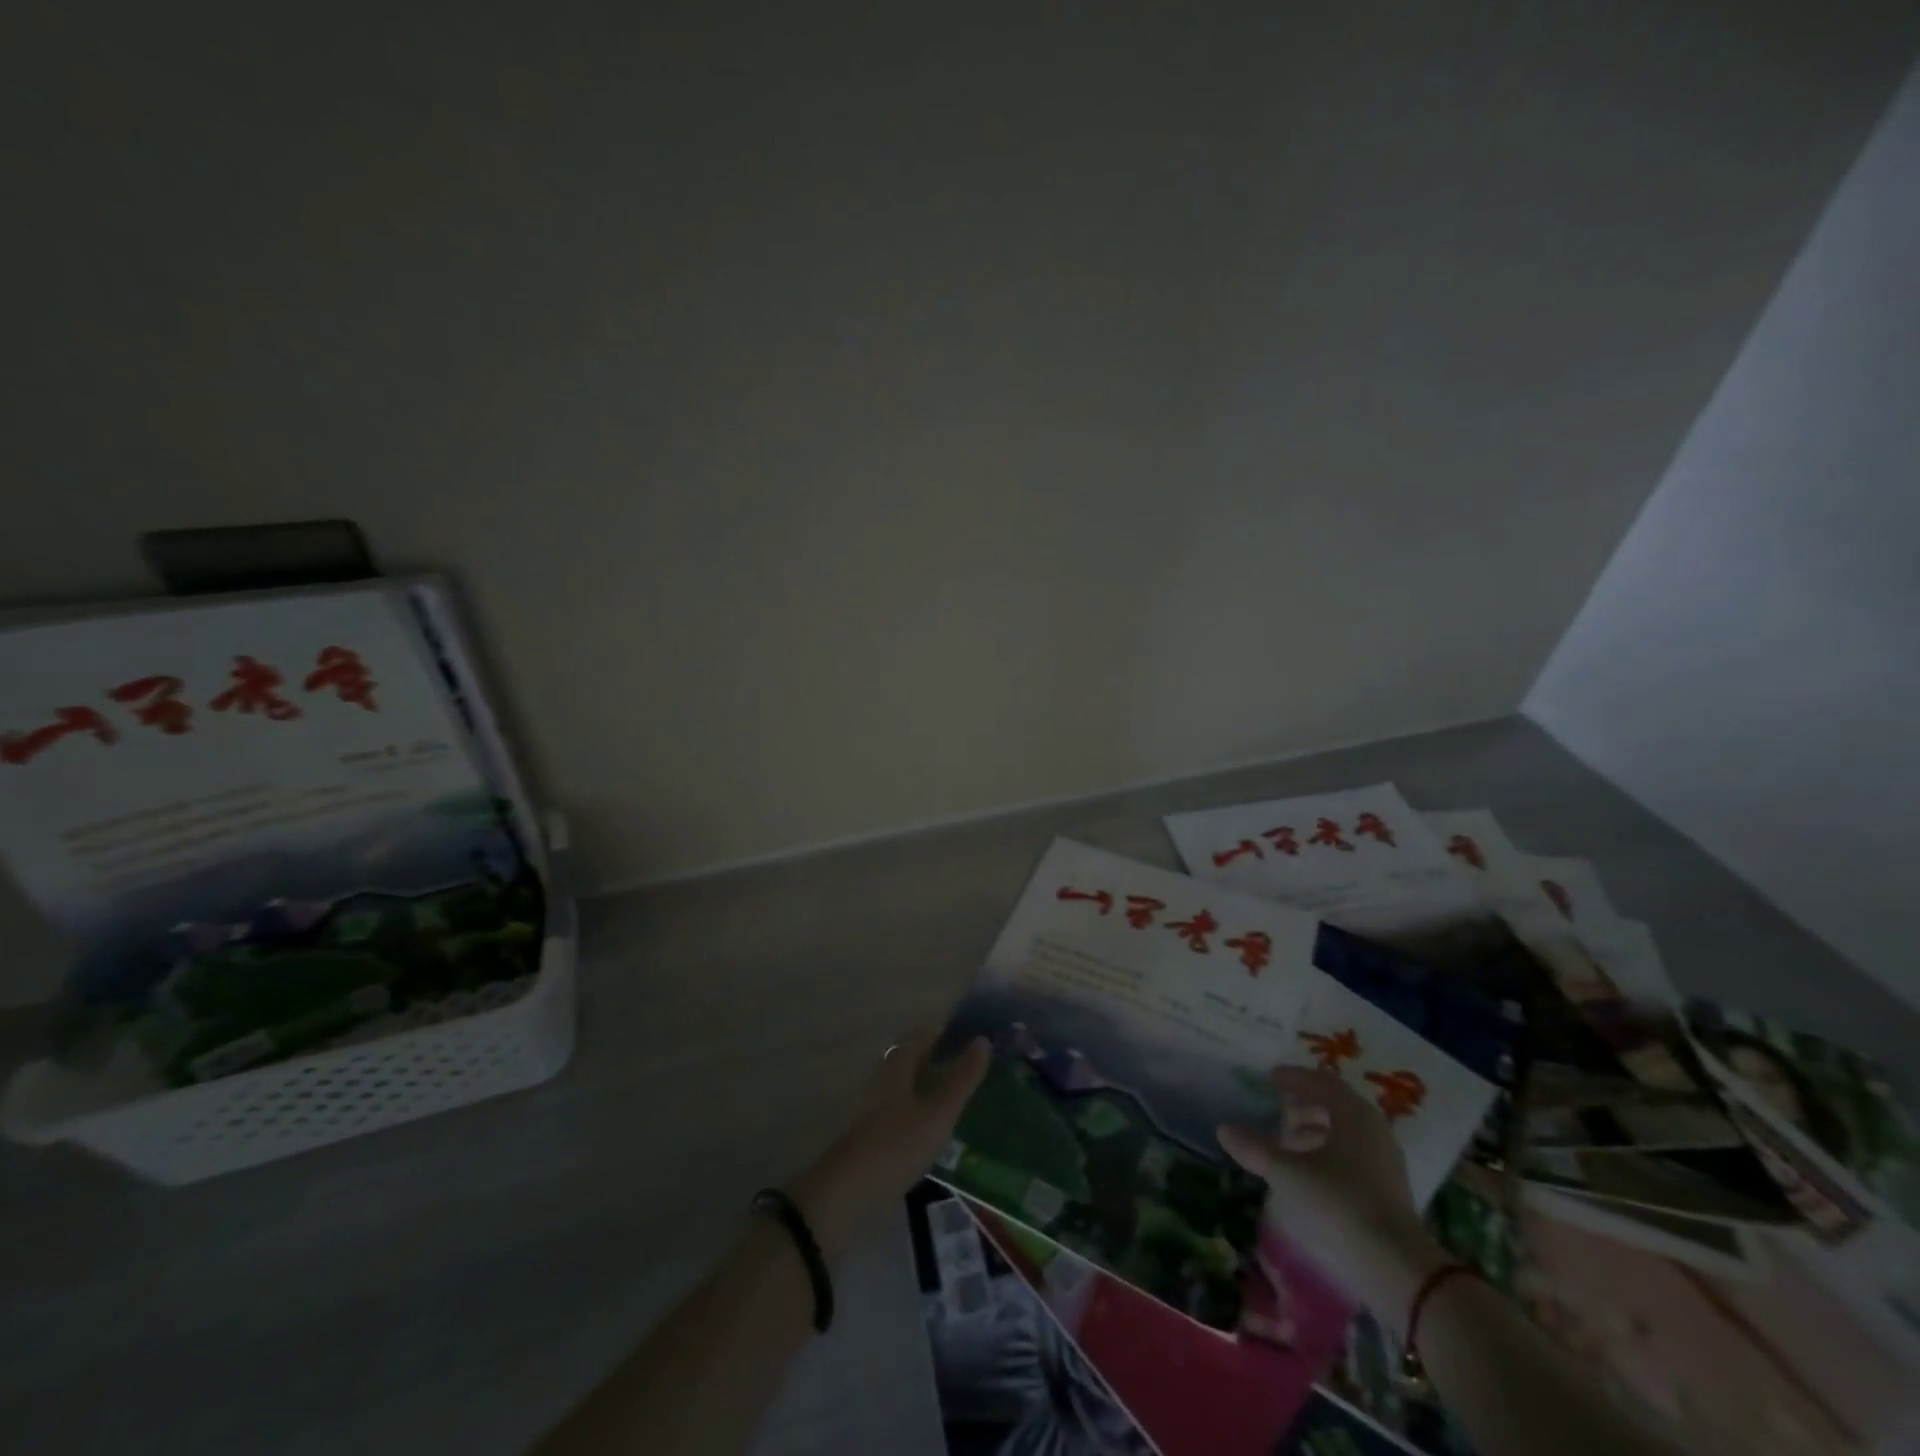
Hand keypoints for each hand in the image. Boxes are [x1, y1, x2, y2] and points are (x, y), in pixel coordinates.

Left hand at [790, 1029, 989, 1259]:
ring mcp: (879, 1103)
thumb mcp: (938, 1112)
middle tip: (980, 1064)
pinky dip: (928, 1105)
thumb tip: (983, 1040)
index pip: (927, 1032)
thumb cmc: (896, 1144)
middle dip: (946, 1055)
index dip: (951, 1029)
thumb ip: (962, 1078)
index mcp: (898, 1062)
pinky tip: (945, 1123)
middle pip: (918, 1055)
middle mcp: (886, 1075)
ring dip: (937, 1081)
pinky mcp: (878, 1130)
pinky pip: (909, 1105)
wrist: (848, 1193)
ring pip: (913, 1081)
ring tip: (969, 1092)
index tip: (980, 1033)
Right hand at [1218, 1067, 1446, 1311]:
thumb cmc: (1339, 1201)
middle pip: (1335, 1105)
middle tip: (1278, 1111)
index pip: (1321, 1082)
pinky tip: (1310, 1171)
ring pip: (1345, 1131)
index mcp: (1353, 1113)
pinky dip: (1329, 1152)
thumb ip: (1255, 1148)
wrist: (1396, 1264)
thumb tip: (1223, 1129)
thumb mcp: (1288, 1172)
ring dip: (1315, 1130)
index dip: (1293, 1078)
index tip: (1269, 1079)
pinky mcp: (1389, 1187)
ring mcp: (1385, 1159)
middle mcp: (1373, 1128)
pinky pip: (1354, 1153)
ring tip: (1288, 1143)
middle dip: (1304, 1106)